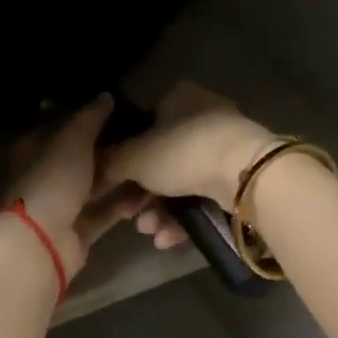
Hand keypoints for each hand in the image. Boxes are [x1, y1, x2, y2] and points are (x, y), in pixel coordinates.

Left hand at [5, 95, 146, 277]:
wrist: (40, 241)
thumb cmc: (52, 180)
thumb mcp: (72, 139)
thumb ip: (90, 117)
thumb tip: (106, 96)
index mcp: (35, 149)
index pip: (62, 125)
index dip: (88, 116)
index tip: (121, 109)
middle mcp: (47, 175)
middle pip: (81, 157)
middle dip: (110, 149)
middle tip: (145, 137)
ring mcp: (62, 205)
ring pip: (95, 186)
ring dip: (120, 178)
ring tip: (151, 164)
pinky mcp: (78, 231)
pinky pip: (104, 213)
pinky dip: (122, 205)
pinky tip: (147, 195)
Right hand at [101, 82, 274, 250]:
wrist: (245, 175)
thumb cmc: (183, 152)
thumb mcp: (135, 157)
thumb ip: (110, 162)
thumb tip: (92, 168)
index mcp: (180, 99)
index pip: (143, 124)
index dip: (125, 156)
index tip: (113, 183)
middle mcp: (203, 117)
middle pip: (161, 159)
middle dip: (141, 194)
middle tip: (127, 215)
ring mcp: (224, 148)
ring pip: (181, 183)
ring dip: (159, 211)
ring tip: (149, 231)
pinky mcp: (239, 177)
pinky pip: (203, 198)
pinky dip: (184, 218)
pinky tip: (168, 239)